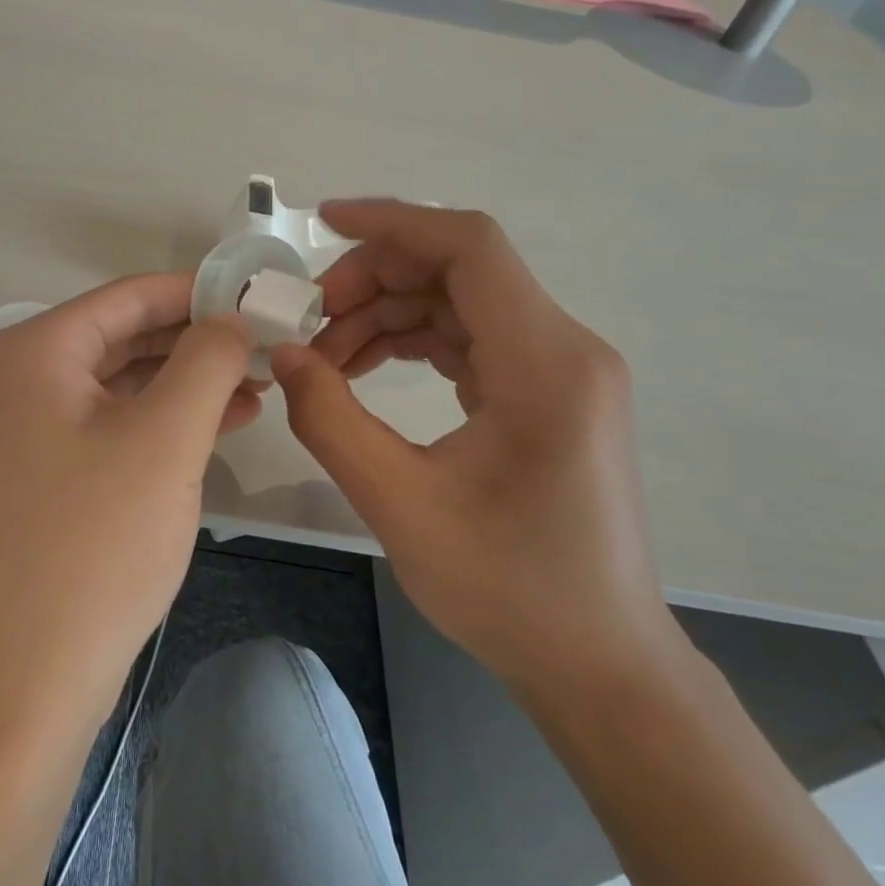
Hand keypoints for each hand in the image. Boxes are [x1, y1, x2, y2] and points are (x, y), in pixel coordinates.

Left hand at [0, 273, 256, 723]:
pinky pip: (114, 423)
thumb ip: (207, 359)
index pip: (131, 297)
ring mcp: (28, 428)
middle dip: (199, 340)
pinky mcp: (46, 472)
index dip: (201, 292)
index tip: (262, 297)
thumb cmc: (96, 542)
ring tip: (259, 384)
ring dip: (189, 381)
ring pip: (124, 382)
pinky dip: (166, 419)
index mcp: (34, 349)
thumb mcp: (166, 436)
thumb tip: (231, 318)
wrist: (26, 676)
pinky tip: (224, 422)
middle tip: (269, 344)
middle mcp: (21, 377)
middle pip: (126, 336)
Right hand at [271, 200, 677, 692]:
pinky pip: (472, 337)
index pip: (469, 248)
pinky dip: (413, 339)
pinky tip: (366, 368)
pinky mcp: (547, 392)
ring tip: (327, 356)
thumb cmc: (508, 590)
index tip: (323, 223)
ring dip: (388, 312)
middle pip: (460, 269)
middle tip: (310, 318)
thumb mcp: (399, 504)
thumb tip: (286, 354)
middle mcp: (565, 349)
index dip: (393, 222)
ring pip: (460, 301)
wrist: (598, 662)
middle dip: (374, 278)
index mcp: (545, 363)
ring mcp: (561, 370)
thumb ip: (330, 419)